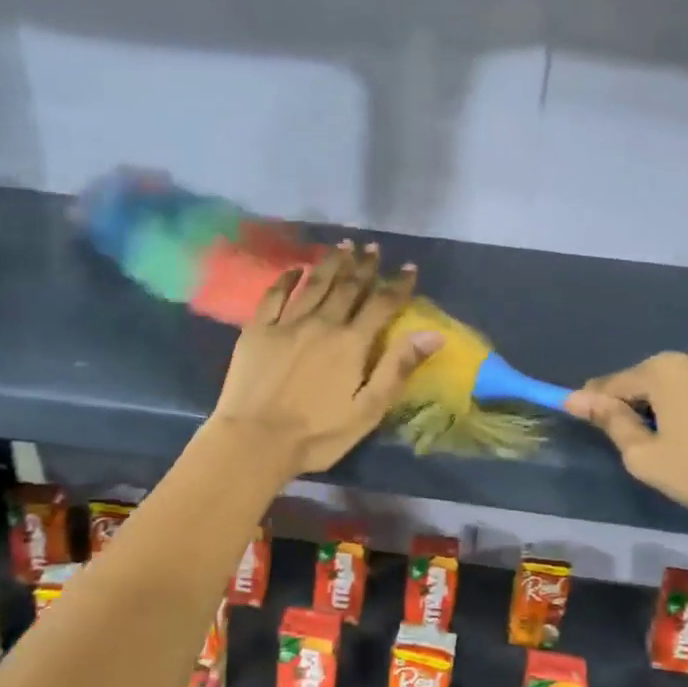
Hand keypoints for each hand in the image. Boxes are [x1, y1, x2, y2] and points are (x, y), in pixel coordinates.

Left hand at [208, 242, 442, 475]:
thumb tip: (433, 334)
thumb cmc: (318, 433)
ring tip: (343, 245)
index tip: (408, 267)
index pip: (381, 305)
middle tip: (373, 247)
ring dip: (331, 263)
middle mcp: (322, 323)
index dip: (397, 285)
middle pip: (348, 287)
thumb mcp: (368, 410)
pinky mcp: (257, 330)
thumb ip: (398, 368)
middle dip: (364, 266)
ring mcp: (287, 324)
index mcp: (351, 343)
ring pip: (314, 284)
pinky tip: (295, 267)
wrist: (255, 441)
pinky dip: (286, 278)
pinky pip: (274, 295)